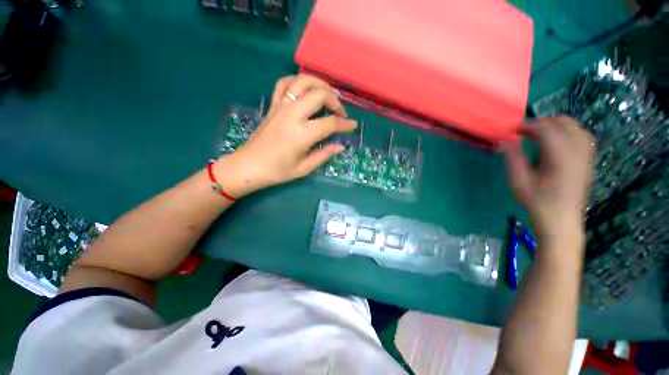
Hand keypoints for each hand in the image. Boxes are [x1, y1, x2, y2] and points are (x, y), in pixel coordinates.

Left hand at [214, 74, 356, 197]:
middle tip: (340, 113)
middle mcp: (293, 115)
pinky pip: (284, 83)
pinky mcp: (273, 105)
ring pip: (303, 82)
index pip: (330, 123)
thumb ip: (324, 155)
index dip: (345, 124)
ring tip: (328, 94)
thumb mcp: (304, 168)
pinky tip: (305, 88)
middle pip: (320, 95)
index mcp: (302, 134)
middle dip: (335, 101)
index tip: (353, 126)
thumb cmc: (277, 171)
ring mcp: (281, 107)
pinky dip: (297, 81)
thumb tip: (341, 146)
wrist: (248, 166)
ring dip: (320, 84)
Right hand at [504, 117, 594, 244]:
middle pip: (563, 123)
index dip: (528, 126)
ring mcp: (585, 155)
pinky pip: (581, 136)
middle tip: (524, 132)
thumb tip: (504, 141)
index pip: (546, 129)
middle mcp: (577, 151)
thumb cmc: (537, 202)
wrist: (561, 220)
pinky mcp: (587, 160)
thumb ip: (512, 158)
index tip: (513, 131)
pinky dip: (567, 132)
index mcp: (559, 156)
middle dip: (542, 122)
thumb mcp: (518, 181)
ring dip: (555, 125)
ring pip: (575, 127)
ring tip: (538, 134)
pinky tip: (556, 141)